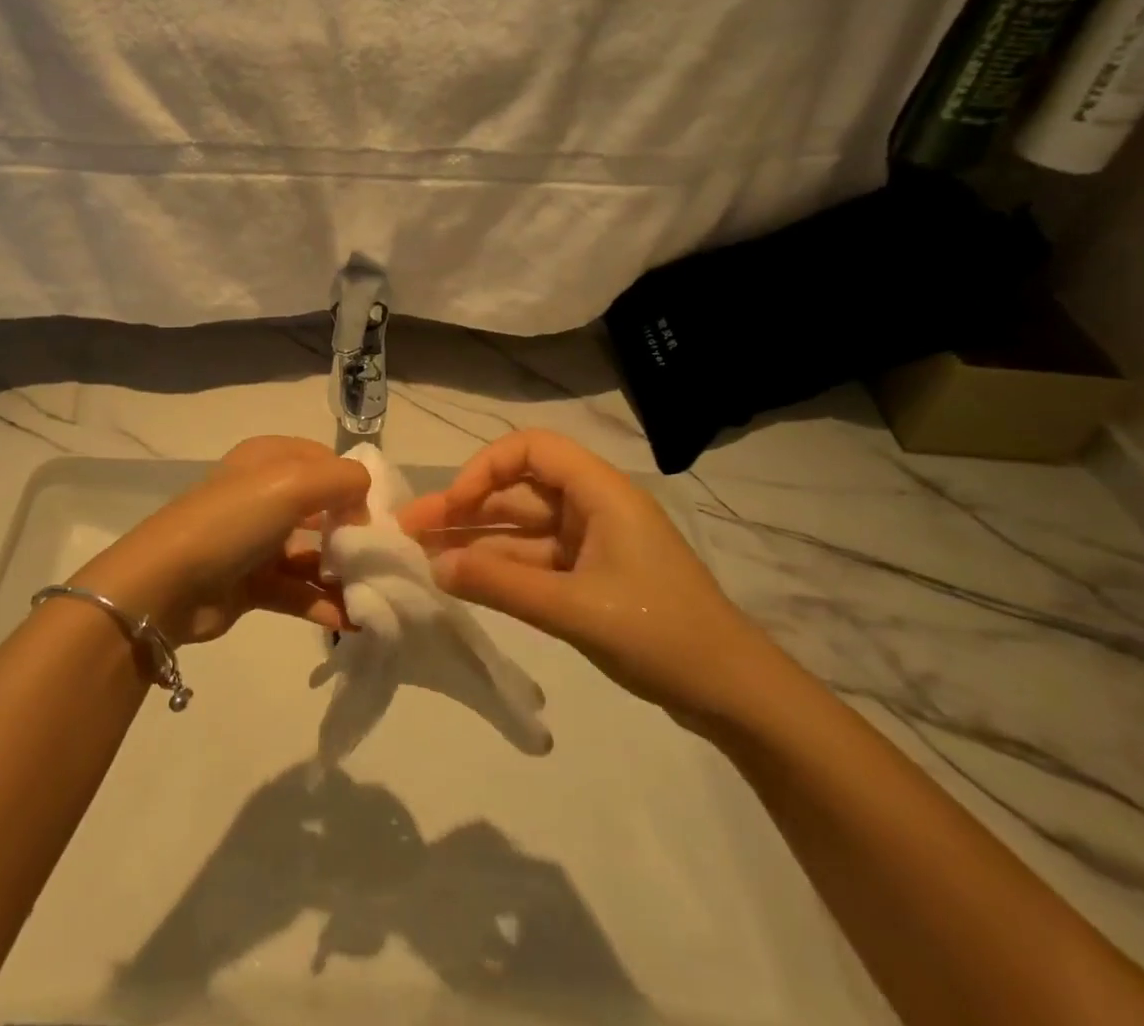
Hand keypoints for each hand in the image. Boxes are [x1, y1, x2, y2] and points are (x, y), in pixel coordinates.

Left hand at [70, 436, 370, 645]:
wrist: (167, 584)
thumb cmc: (234, 520)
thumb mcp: (293, 482)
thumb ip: (343, 480)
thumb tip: (365, 503)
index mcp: (269, 458)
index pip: (326, 462)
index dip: (354, 485)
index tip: (378, 515)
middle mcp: (264, 493)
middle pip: (323, 509)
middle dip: (354, 532)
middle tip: (384, 559)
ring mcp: (257, 540)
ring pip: (313, 553)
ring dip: (343, 573)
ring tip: (376, 594)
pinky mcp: (252, 583)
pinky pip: (298, 590)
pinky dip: (324, 602)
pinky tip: (353, 620)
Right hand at [400, 429, 773, 726]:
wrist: (733, 693)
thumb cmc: (660, 633)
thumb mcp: (575, 609)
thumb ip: (503, 585)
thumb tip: (436, 567)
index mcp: (600, 492)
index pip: (531, 449)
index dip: (485, 468)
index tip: (453, 504)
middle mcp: (592, 507)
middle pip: (518, 491)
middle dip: (465, 507)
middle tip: (411, 530)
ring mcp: (590, 543)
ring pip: (522, 529)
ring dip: (476, 540)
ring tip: (422, 556)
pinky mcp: (588, 576)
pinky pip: (534, 560)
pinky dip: (500, 568)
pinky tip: (462, 579)